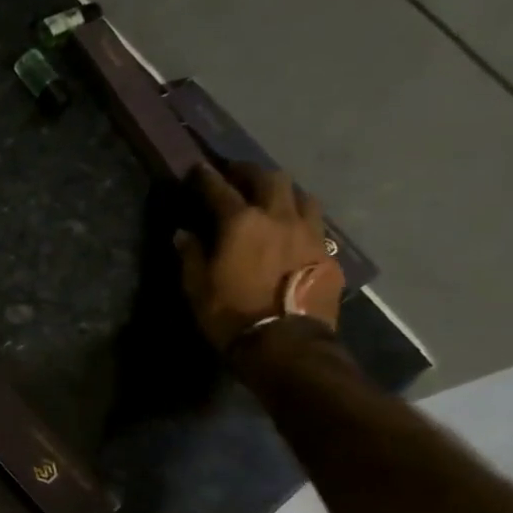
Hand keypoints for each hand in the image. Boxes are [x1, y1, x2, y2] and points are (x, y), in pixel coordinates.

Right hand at [174, 161, 343, 350]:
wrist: (286, 345)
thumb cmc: (231, 315)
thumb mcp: (197, 288)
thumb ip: (191, 255)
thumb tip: (184, 234)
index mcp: (241, 222)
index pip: (220, 189)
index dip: (206, 176)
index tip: (198, 167)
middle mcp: (279, 217)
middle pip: (269, 178)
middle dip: (250, 171)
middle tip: (236, 173)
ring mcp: (309, 233)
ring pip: (301, 195)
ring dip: (283, 190)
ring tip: (272, 197)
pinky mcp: (327, 253)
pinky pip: (316, 223)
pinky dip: (300, 218)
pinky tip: (293, 229)